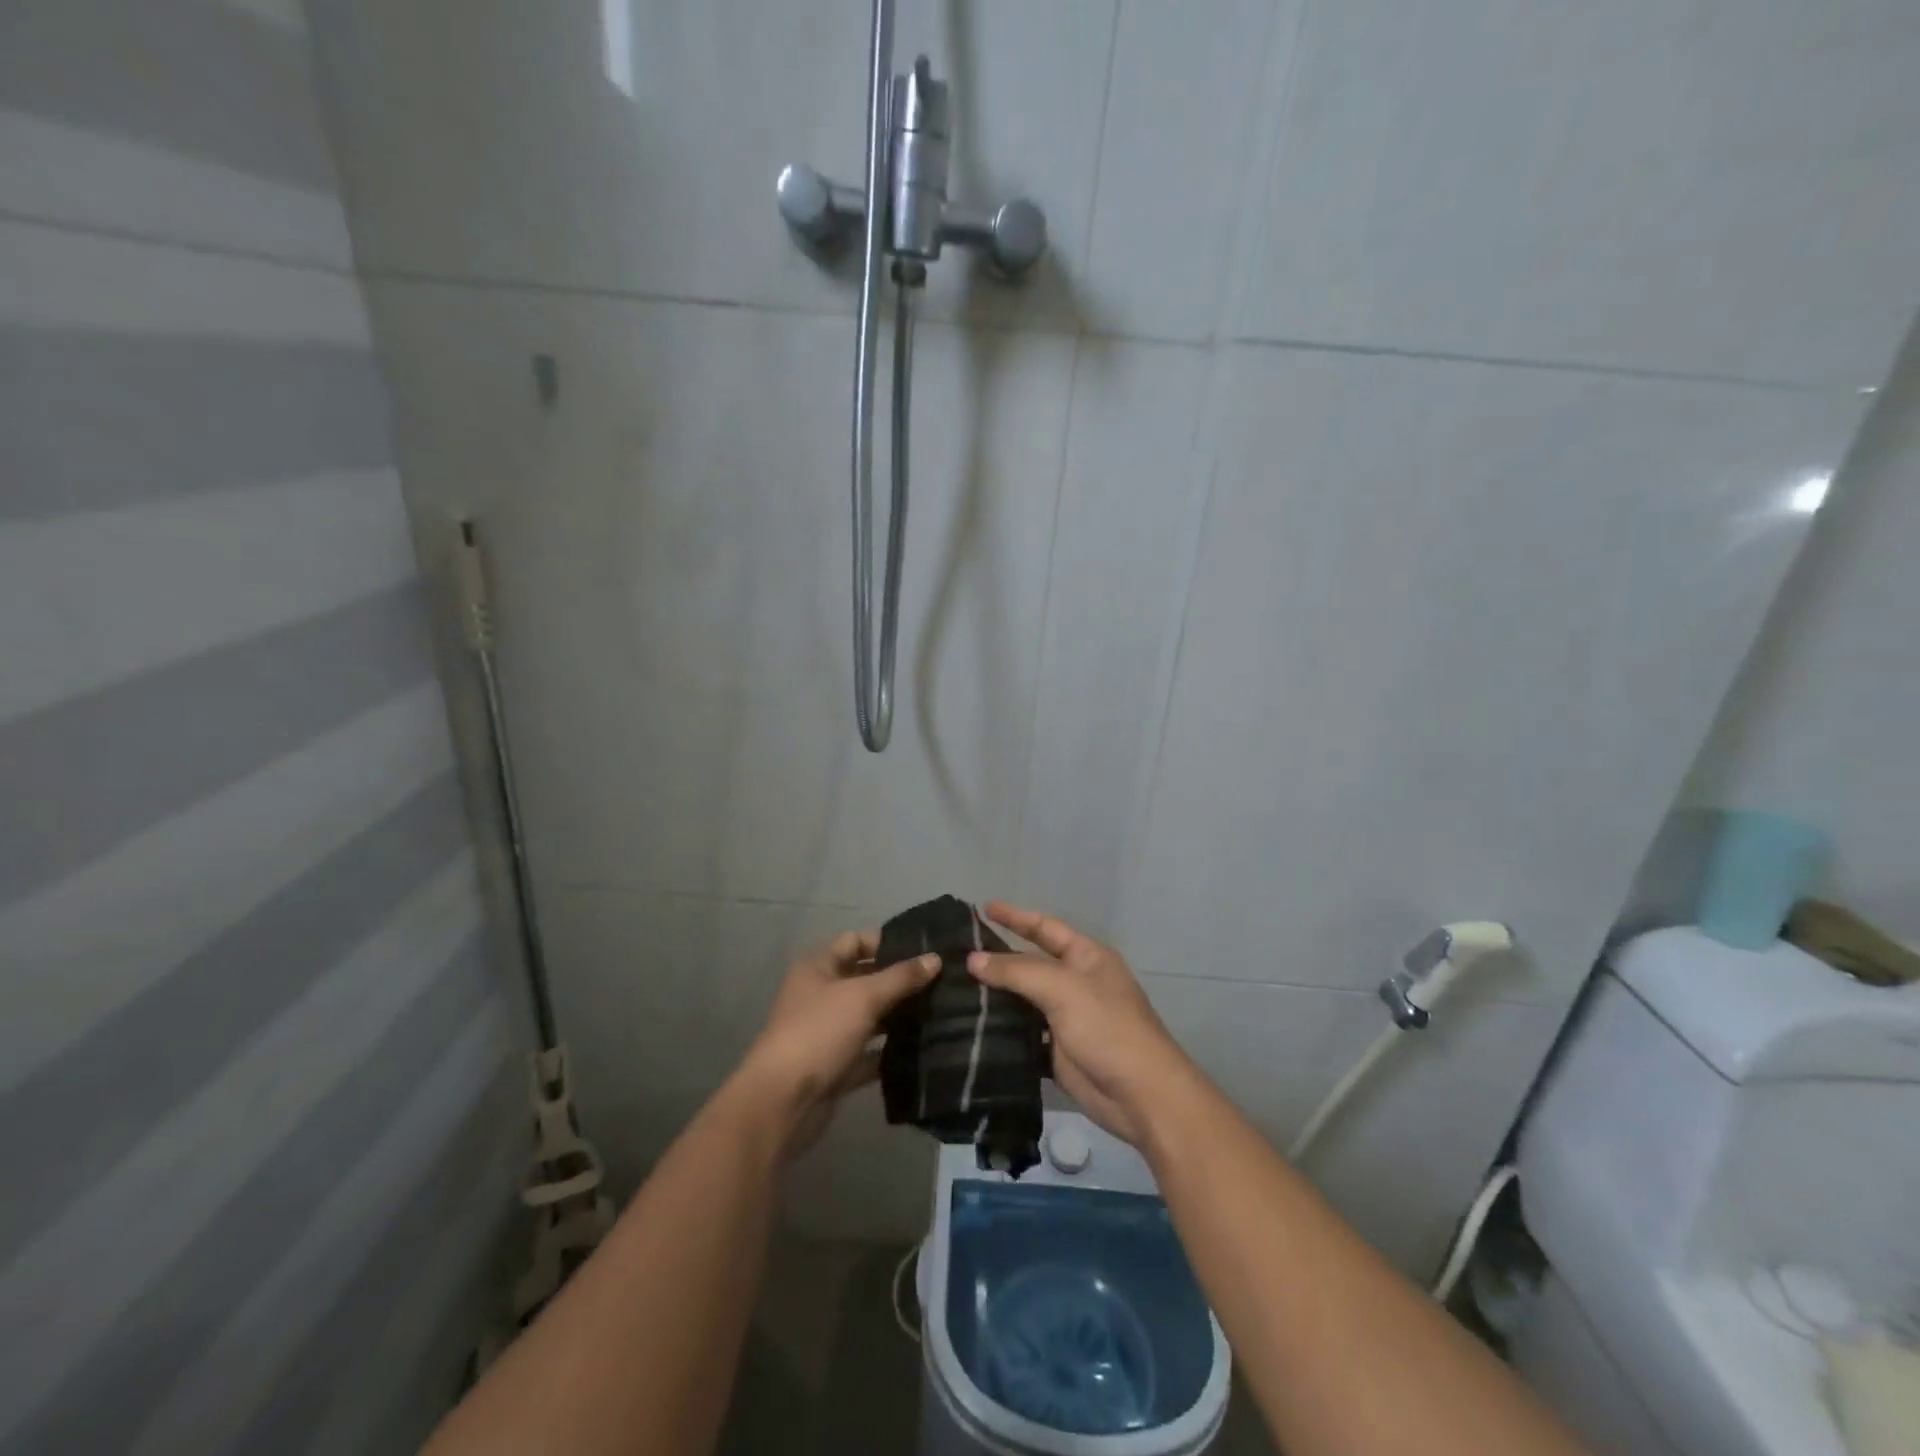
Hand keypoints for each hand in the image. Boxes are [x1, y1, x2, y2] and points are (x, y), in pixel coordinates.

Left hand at [735, 929, 939, 1158]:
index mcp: (818, 967)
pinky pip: (868, 1052)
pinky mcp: (835, 1066)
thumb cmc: (819, 1032)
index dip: (887, 942)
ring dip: (898, 1016)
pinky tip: (922, 1048)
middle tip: (941, 981)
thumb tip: (935, 958)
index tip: (924, 951)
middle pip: (864, 979)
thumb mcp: (863, 996)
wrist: (783, 1102)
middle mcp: (820, 994)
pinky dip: (889, 1050)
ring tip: (940, 1011)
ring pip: (869, 1017)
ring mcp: (827, 1032)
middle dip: (898, 981)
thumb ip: (901, 977)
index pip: (855, 941)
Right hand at [967, 902, 1196, 1147]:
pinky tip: (971, 1029)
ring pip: (1023, 1001)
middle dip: (997, 959)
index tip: (983, 908)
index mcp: (1086, 957)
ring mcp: (1067, 1019)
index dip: (1015, 917)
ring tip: (954, 990)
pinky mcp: (1057, 1053)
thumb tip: (973, 960)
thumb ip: (1016, 971)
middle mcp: (1076, 983)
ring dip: (995, 997)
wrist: (1140, 1095)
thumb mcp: (1062, 988)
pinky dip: (1001, 1031)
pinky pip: (1023, 1035)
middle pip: (1030, 964)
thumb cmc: (1107, 1027)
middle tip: (956, 954)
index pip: (1044, 927)